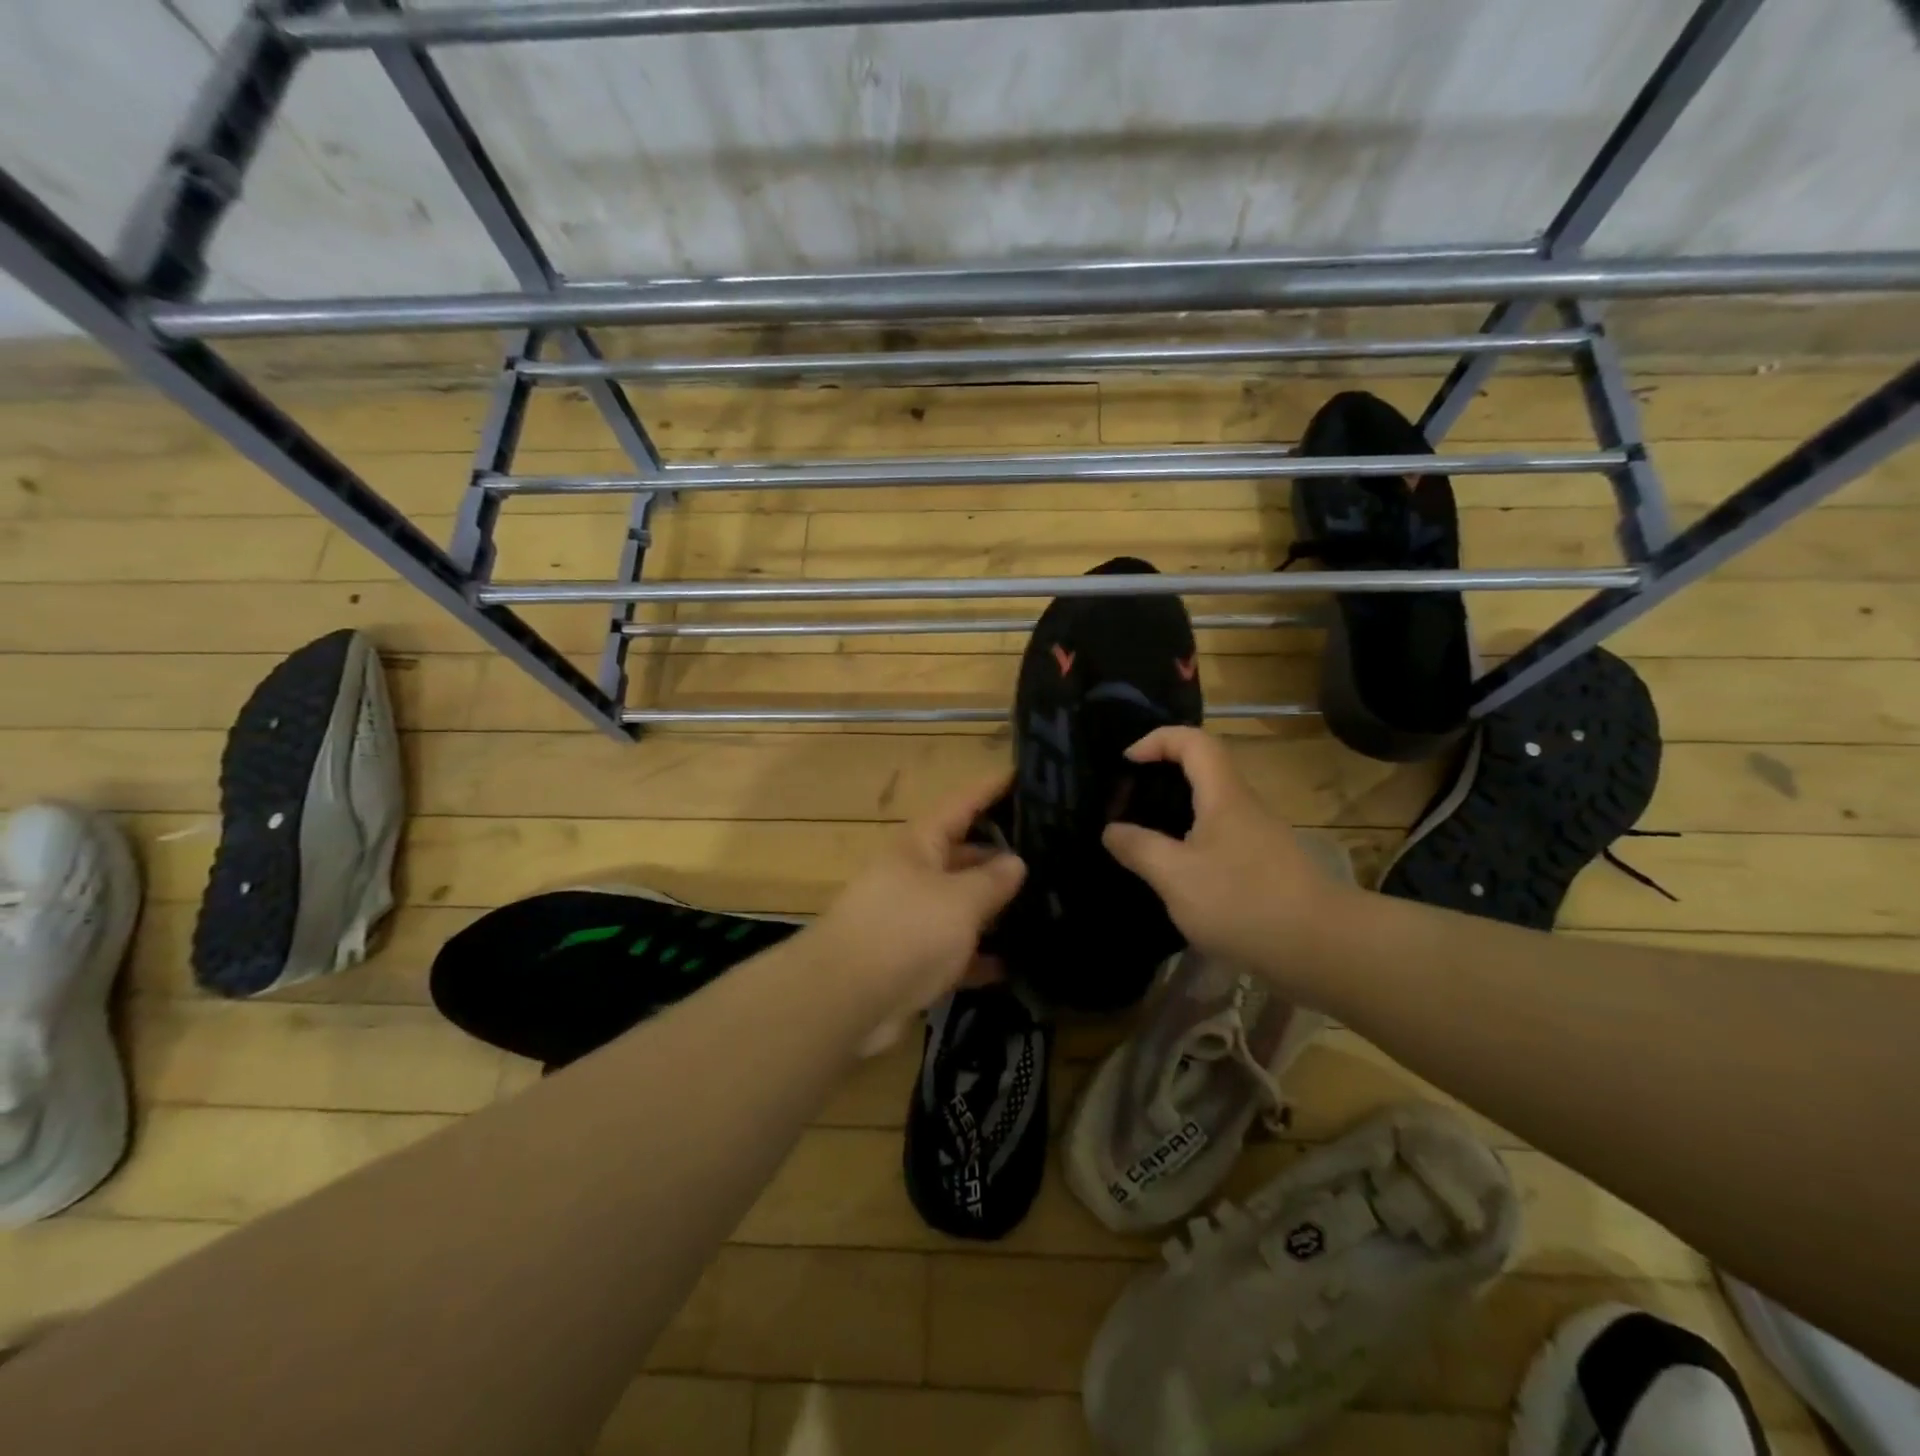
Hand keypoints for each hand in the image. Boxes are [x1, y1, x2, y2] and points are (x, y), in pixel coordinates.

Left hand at [810, 774, 1026, 1051]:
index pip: (962, 804)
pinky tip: (1016, 965)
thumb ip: (992, 880)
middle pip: (962, 854)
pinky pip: (954, 951)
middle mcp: (913, 874)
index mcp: (920, 844)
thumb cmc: (906, 931)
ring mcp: (910, 919)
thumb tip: (1015, 862)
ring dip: (994, 908)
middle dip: (1001, 854)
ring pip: (960, 905)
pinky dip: (979, 957)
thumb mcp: (960, 899)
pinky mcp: (910, 961)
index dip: (992, 788)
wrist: (844, 1000)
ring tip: (1046, 905)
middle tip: (1051, 854)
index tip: (1024, 775)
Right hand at [1102, 727, 1356, 981]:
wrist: (1321, 949)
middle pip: (1202, 771)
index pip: (1193, 741)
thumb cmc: (1242, 902)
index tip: (1127, 762)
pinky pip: (1221, 840)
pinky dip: (1191, 844)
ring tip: (1142, 841)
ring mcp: (1260, 838)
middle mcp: (1244, 807)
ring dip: (1175, 814)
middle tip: (1127, 802)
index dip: (1157, 739)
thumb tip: (1111, 830)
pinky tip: (1176, 877)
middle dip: (1161, 777)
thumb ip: (1138, 848)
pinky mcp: (1266, 868)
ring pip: (1211, 808)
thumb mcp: (1175, 876)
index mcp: (1223, 795)